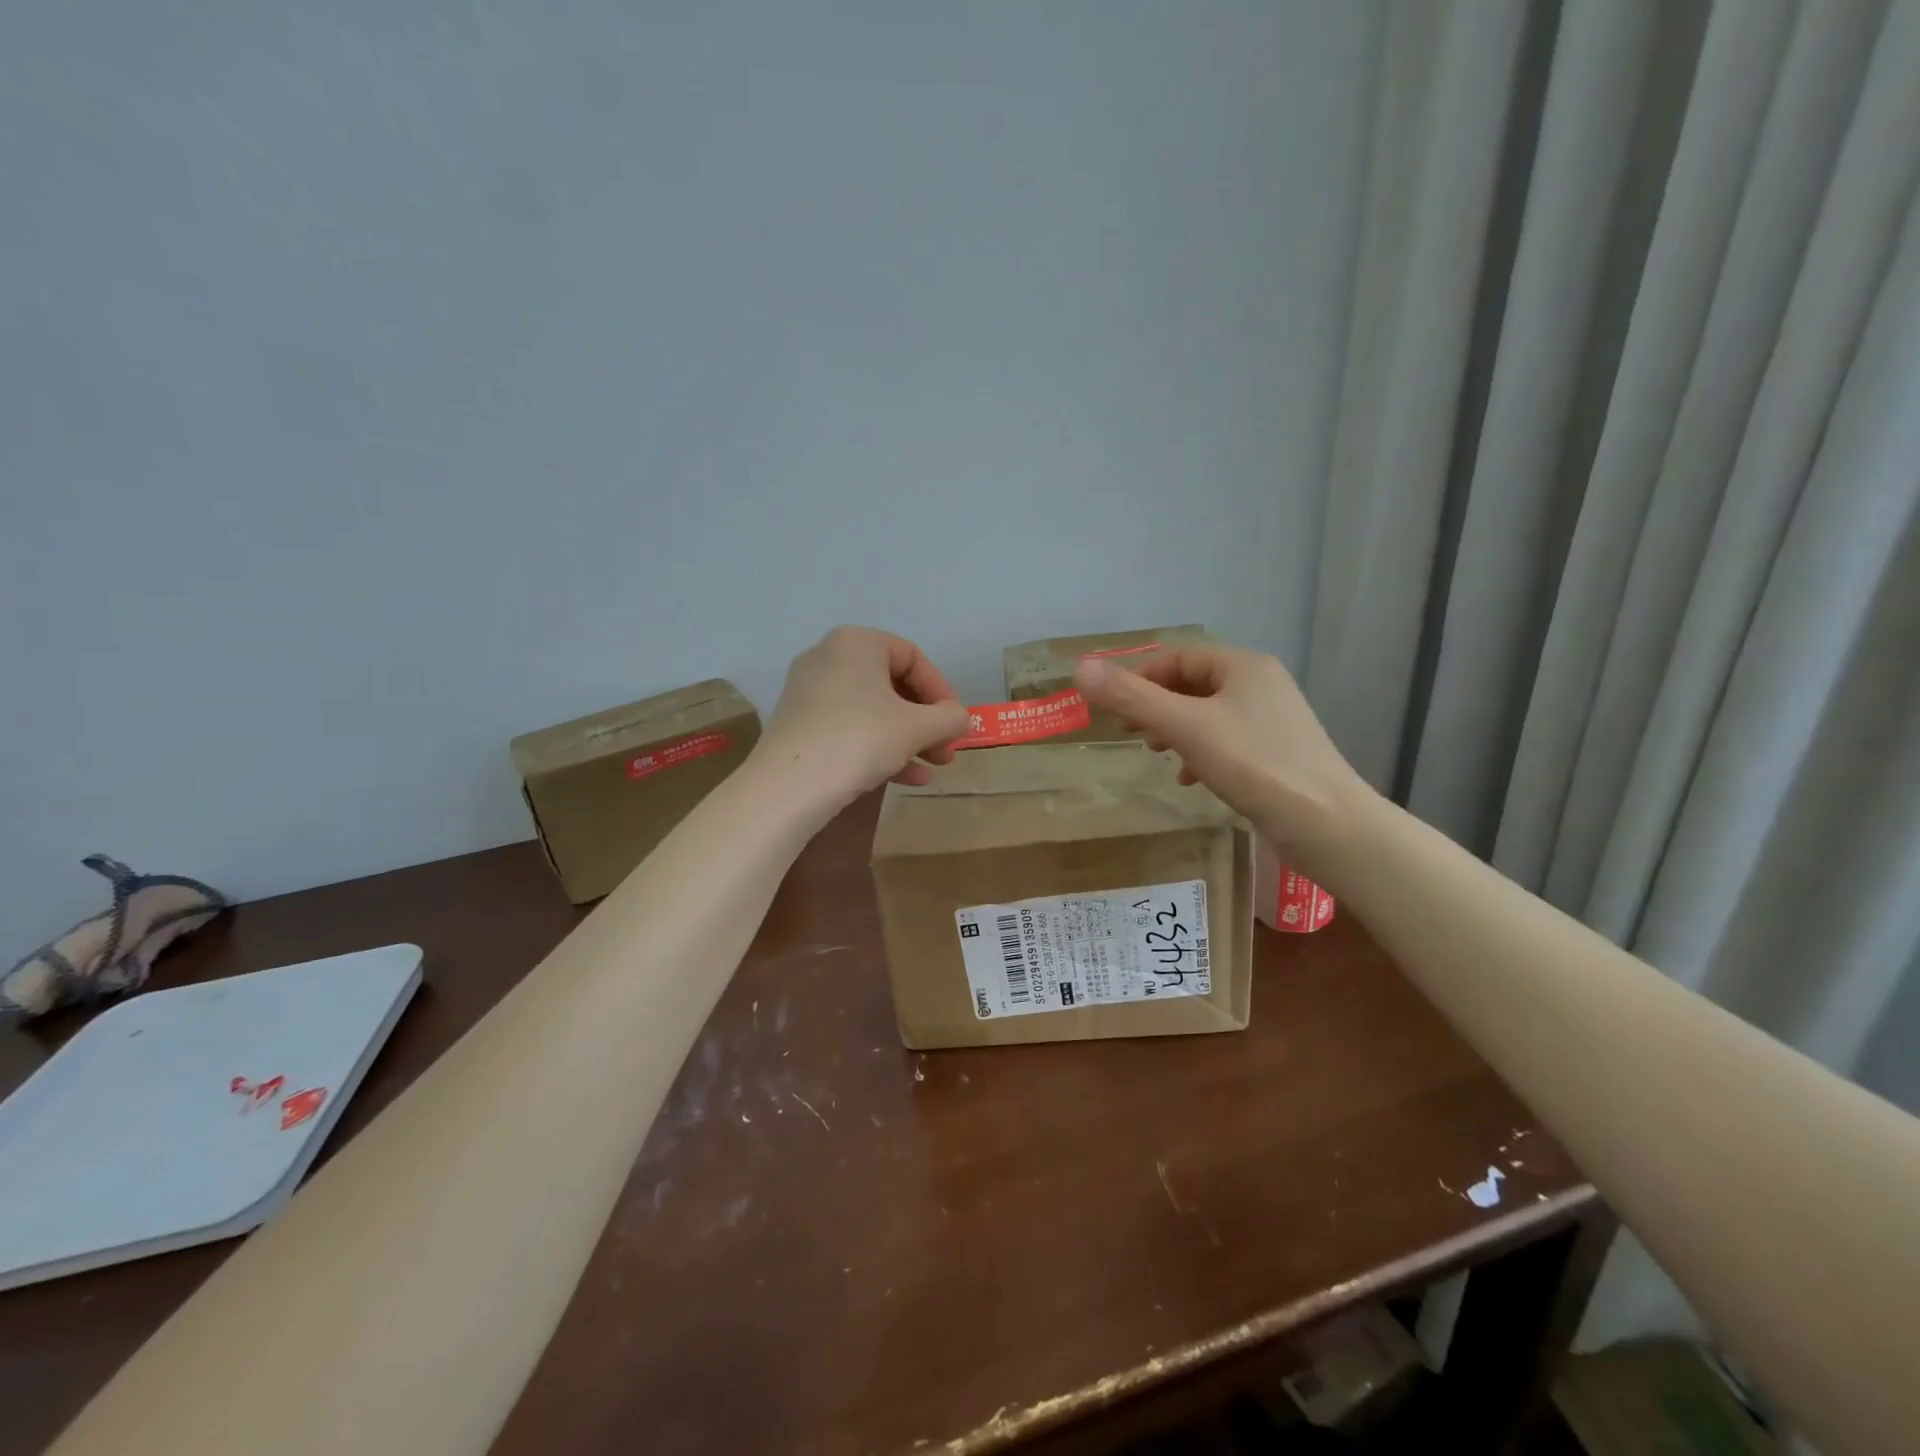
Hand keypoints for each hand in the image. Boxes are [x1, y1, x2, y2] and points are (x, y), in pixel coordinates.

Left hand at [757, 626, 969, 804]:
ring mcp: (809, 691)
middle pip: (893, 686)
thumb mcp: (916, 728)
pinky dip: (879, 747)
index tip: (956, 723)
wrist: (787, 787)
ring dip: (908, 739)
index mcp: (857, 642)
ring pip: (873, 711)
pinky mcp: (799, 724)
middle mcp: (829, 657)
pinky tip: (906, 779)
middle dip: (926, 722)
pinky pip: (849, 727)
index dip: (942, 692)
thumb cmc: (859, 740)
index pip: (913, 658)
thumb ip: (948, 718)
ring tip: (933, 768)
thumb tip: (960, 718)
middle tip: (947, 750)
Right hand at [1073, 644, 1369, 864]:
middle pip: (1193, 685)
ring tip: (1154, 752)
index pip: (1179, 657)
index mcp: (1243, 667)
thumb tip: (1080, 668)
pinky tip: (1188, 778)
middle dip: (1155, 705)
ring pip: (1208, 715)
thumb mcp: (1185, 727)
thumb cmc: (1254, 763)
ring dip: (1174, 730)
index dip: (1140, 676)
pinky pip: (1225, 743)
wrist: (1326, 823)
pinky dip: (1199, 753)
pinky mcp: (1276, 754)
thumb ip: (1132, 698)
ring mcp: (1272, 721)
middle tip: (1128, 731)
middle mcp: (1261, 685)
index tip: (1112, 706)